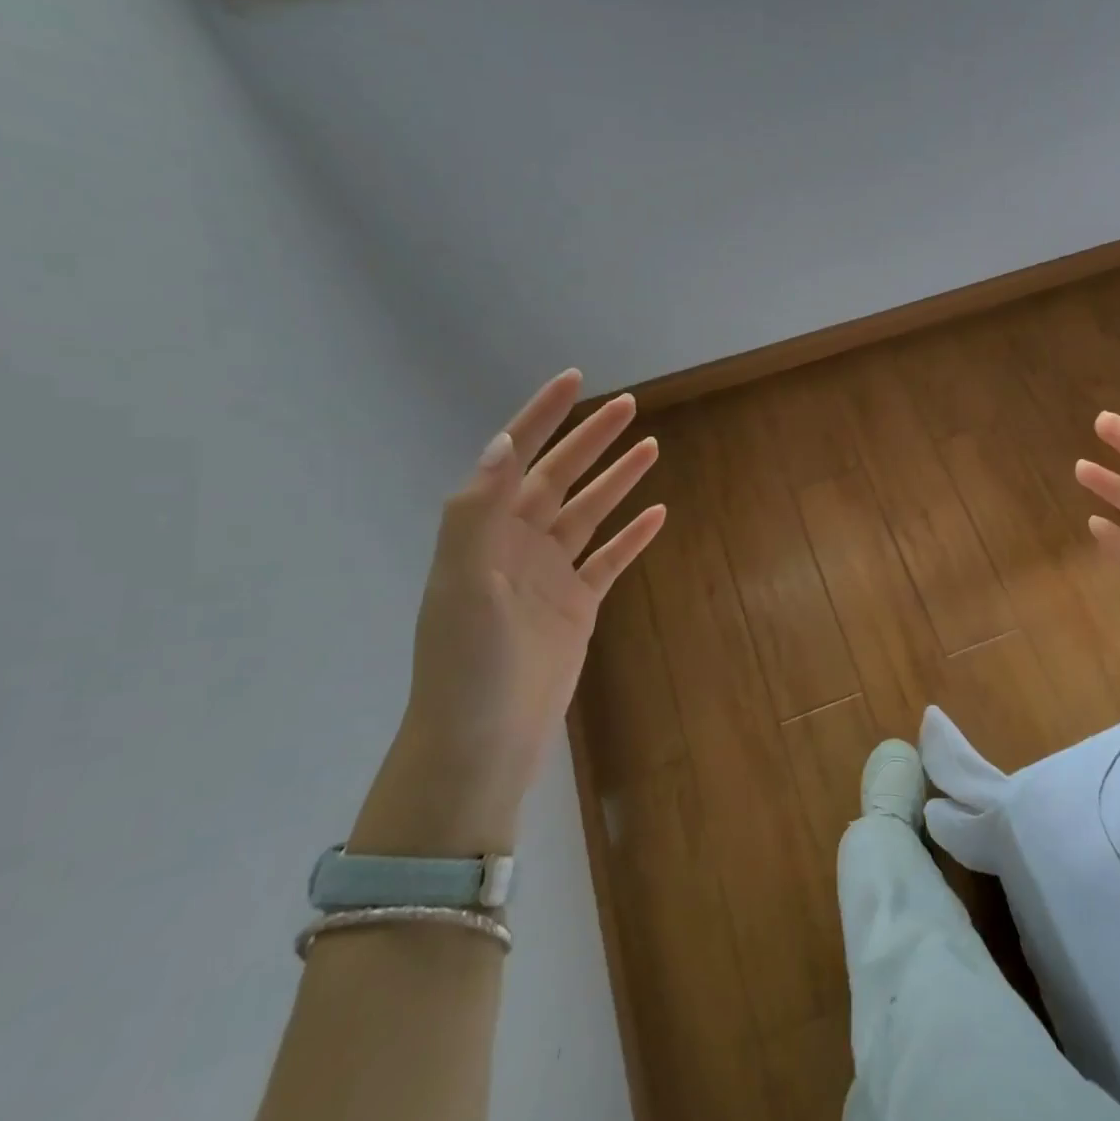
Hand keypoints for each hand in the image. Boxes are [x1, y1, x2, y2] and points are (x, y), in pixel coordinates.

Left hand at [352, 372, 664, 855]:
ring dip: (617, 480)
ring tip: (650, 447)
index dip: (543, 416)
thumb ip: (479, 510)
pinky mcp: (577, 605)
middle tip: (629, 405)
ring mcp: (550, 575)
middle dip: (591, 439)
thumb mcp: (462, 581)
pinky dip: (632, 536)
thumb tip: (506, 441)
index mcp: (486, 531)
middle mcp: (517, 544)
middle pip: (560, 477)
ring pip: (589, 513)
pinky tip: (657, 514)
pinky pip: (610, 560)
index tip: (574, 379)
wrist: (484, 741)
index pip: (517, 458)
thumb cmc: (468, 661)